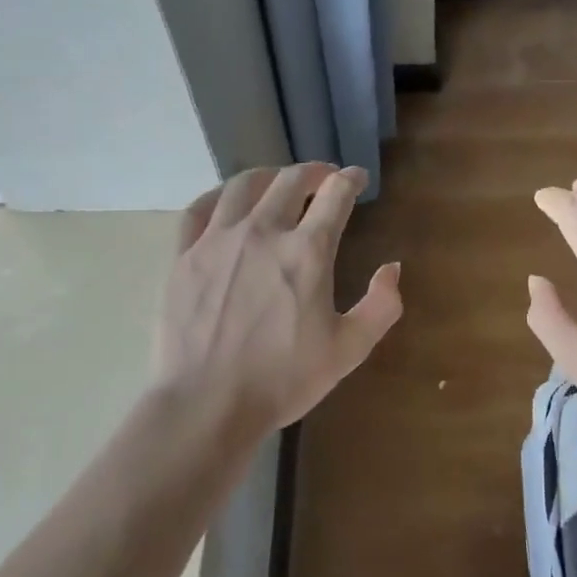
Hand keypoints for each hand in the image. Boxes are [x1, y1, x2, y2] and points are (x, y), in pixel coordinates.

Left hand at [152, 163, 401, 447]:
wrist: (207, 404)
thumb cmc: (283, 380)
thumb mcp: (348, 350)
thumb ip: (380, 306)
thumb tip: (392, 267)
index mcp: (307, 251)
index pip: (335, 195)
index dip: (351, 179)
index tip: (357, 177)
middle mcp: (262, 231)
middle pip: (291, 181)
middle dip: (314, 172)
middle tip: (323, 178)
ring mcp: (217, 240)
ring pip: (244, 185)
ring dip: (269, 176)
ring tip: (278, 182)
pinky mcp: (183, 255)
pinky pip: (199, 208)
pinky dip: (219, 195)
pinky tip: (227, 201)